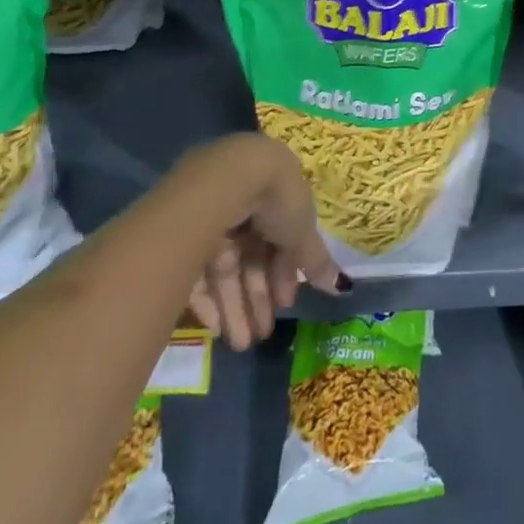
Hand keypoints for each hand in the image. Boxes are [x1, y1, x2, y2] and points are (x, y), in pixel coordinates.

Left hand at [181, 134, 348, 349]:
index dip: (284, 273)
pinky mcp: (181, 235)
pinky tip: (215, 327)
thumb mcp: (303, 230)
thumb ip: (316, 259)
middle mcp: (241, 206)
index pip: (279, 241)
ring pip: (225, 270)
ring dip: (234, 307)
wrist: (230, 179)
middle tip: (261, 335)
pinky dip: (207, 299)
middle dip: (258, 298)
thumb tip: (341, 287)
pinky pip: (196, 271)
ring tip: (241, 344)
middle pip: (251, 258)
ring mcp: (210, 220)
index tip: (286, 303)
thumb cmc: (277, 198)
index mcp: (273, 197)